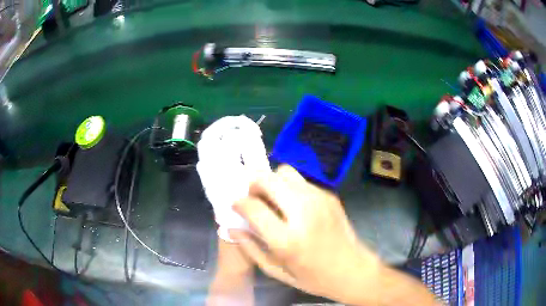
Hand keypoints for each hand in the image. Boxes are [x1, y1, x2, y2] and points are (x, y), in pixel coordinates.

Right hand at [230, 165, 380, 303]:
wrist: (352, 269)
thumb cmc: (313, 277)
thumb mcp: (277, 271)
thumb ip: (251, 248)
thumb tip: (232, 227)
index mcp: (287, 239)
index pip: (253, 206)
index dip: (239, 202)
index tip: (236, 205)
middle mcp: (303, 213)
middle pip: (268, 179)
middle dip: (253, 183)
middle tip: (252, 197)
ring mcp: (319, 200)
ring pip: (285, 172)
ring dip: (272, 181)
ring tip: (272, 198)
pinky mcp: (329, 195)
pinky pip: (301, 181)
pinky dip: (290, 187)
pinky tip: (293, 204)